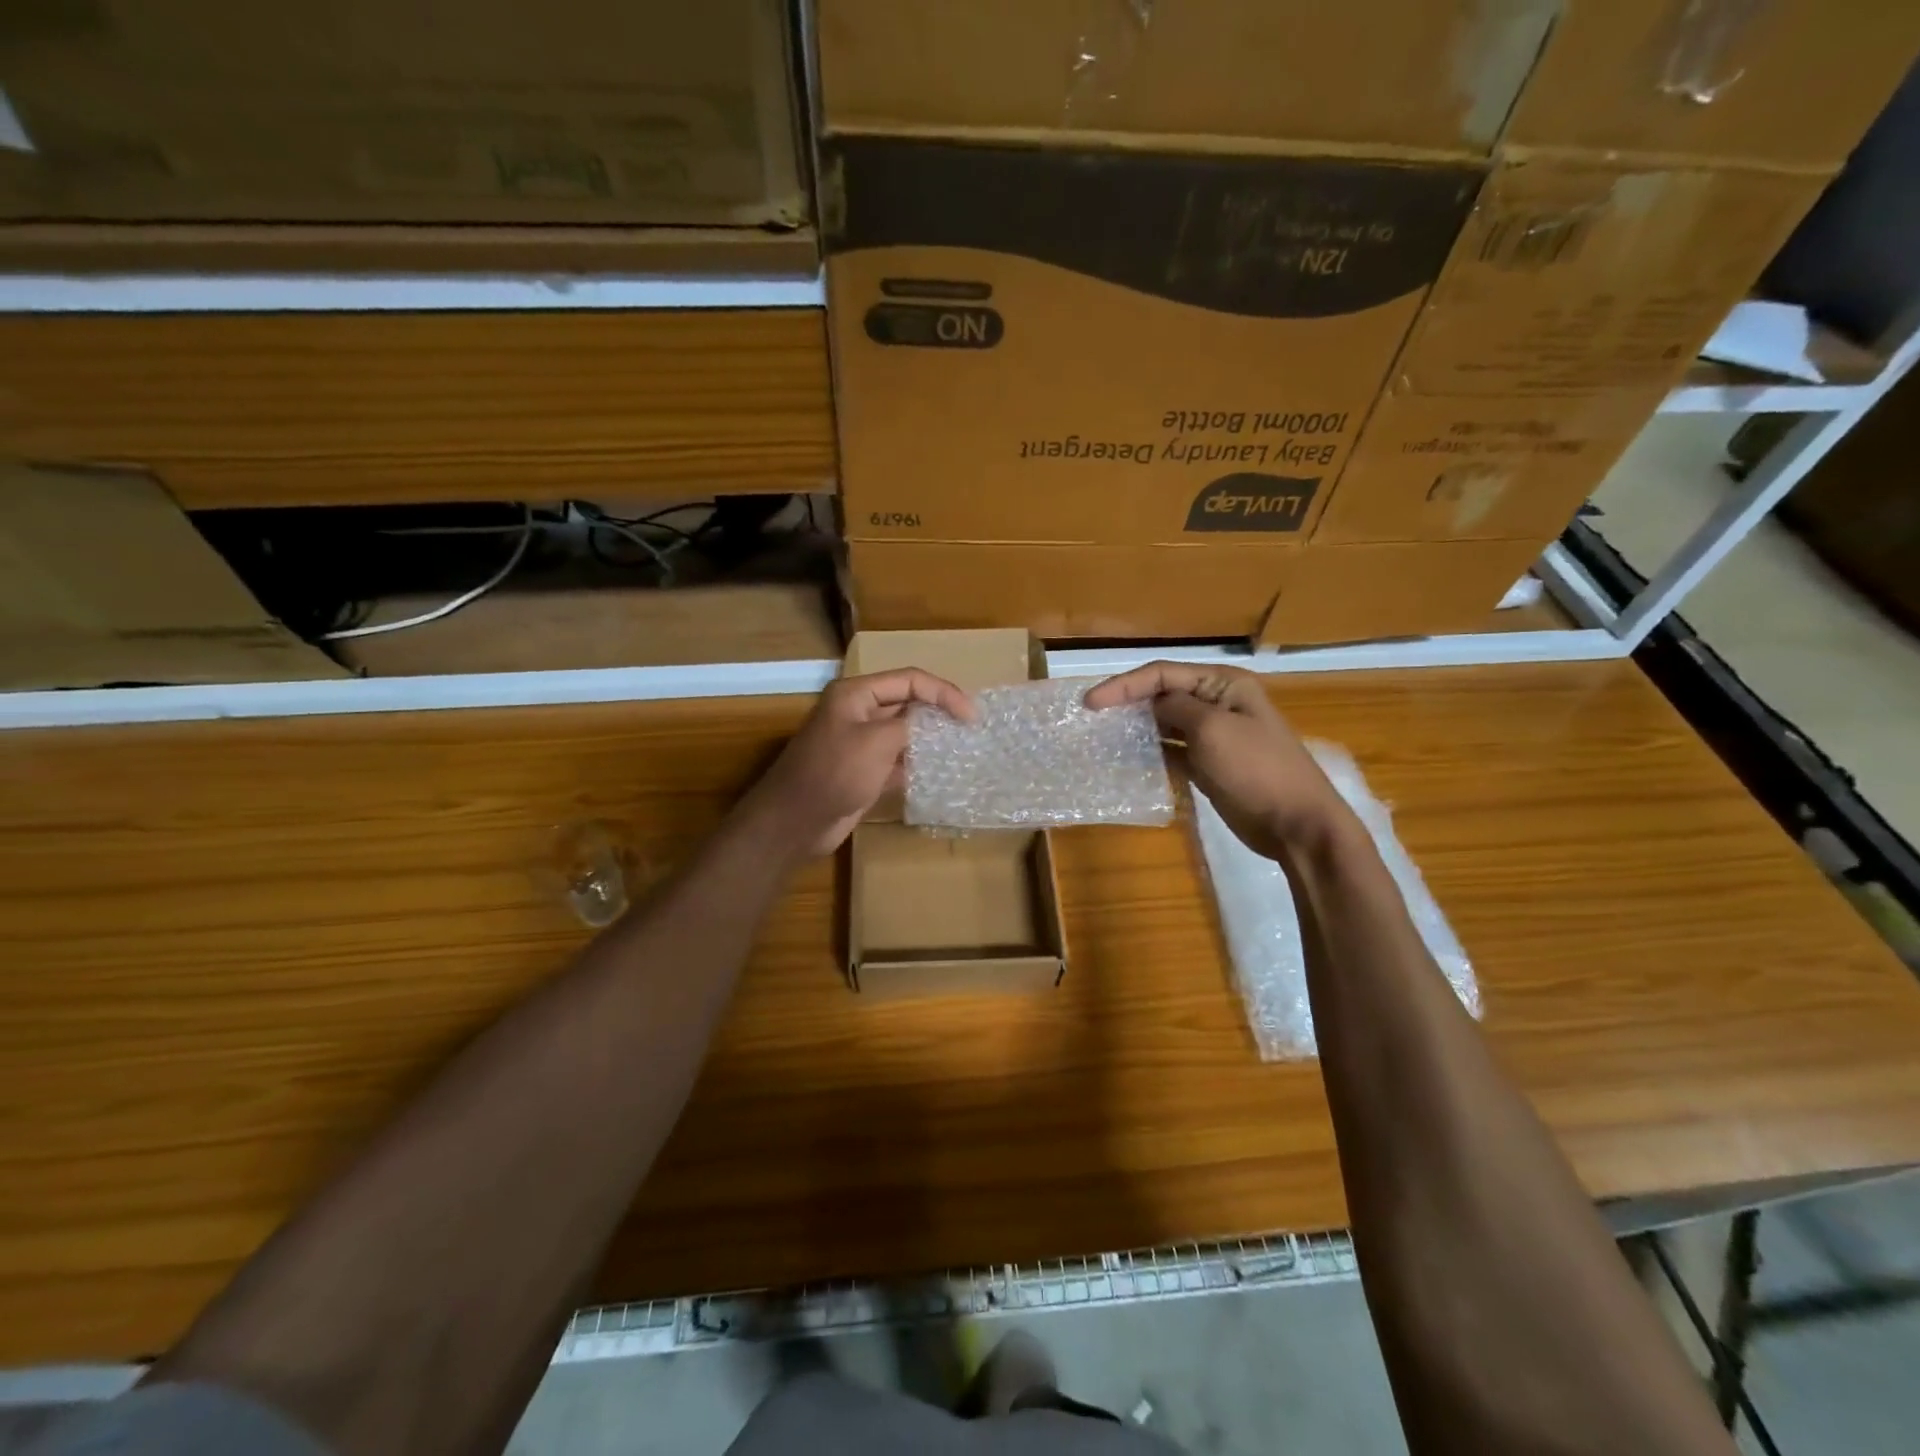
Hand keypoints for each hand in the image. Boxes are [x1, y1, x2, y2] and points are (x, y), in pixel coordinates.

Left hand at [743, 669, 973, 856]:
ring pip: (905, 733)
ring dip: (931, 738)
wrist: (795, 822)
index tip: (971, 716)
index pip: (909, 680)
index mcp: (856, 694)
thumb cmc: (834, 773)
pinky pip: (898, 760)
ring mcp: (860, 744)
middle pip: (908, 703)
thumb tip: (931, 723)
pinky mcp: (864, 772)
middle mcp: (858, 713)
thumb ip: (909, 725)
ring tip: (963, 748)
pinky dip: (918, 764)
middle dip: (939, 711)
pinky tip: (940, 773)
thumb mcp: (876, 741)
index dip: (943, 692)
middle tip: (970, 729)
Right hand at [1084, 662, 1351, 859]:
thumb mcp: (1212, 730)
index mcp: (1224, 684)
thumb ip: (1176, 708)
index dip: (1124, 685)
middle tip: (1091, 716)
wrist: (1296, 823)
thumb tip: (1151, 703)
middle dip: (1128, 701)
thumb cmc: (1256, 769)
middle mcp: (1218, 702)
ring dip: (1137, 726)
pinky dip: (1151, 751)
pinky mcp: (1209, 764)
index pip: (1164, 673)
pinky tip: (1128, 758)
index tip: (1090, 704)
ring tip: (1102, 734)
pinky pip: (1172, 749)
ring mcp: (1214, 735)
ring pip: (1165, 722)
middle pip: (1163, 694)